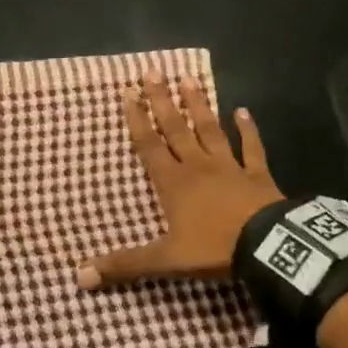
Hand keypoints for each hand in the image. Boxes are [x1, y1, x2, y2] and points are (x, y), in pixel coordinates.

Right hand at [79, 72, 282, 288]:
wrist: (266, 247)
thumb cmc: (213, 248)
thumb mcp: (165, 260)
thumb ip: (125, 264)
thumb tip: (80, 276)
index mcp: (174, 182)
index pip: (149, 145)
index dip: (137, 119)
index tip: (129, 91)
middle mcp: (198, 166)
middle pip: (176, 128)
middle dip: (163, 101)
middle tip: (154, 71)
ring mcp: (229, 166)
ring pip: (210, 130)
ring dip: (199, 105)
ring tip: (189, 79)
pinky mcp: (256, 173)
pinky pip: (251, 147)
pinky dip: (247, 129)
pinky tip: (242, 110)